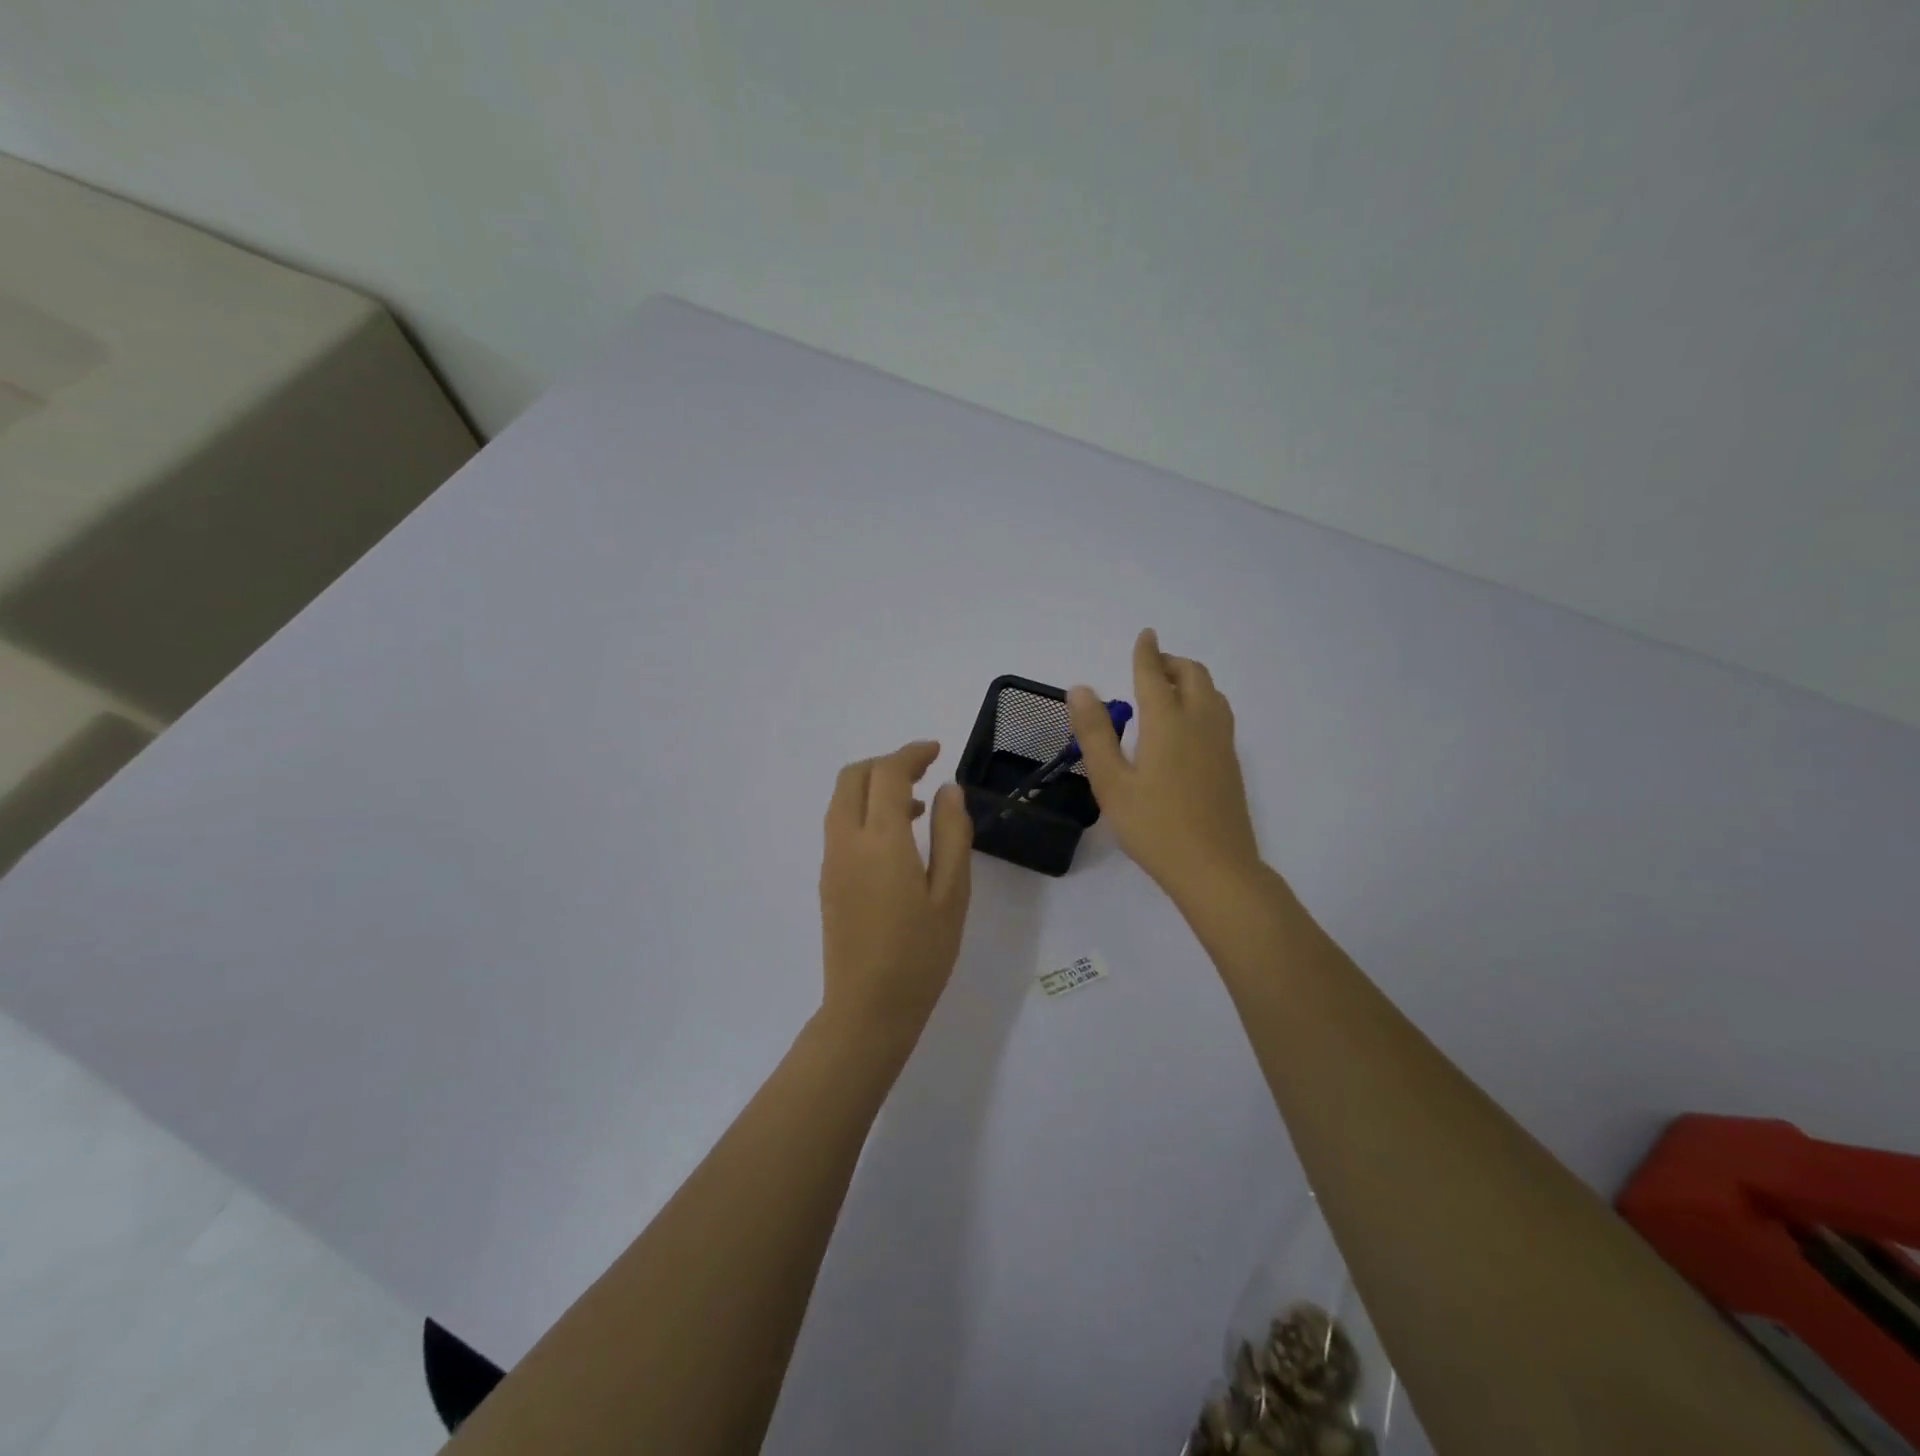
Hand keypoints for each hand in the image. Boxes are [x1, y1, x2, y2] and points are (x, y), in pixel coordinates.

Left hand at [819, 741, 972, 1050]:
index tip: (935, 750)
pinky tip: (896, 838)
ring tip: (916, 805)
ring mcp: (831, 861)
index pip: (887, 773)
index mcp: (880, 840)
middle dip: (886, 763)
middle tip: (922, 769)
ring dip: (873, 786)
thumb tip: (948, 790)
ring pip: (842, 800)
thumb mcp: (952, 894)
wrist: (868, 1009)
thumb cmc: (920, 954)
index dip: (911, 753)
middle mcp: (846, 841)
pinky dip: (864, 810)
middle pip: (853, 777)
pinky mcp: (827, 880)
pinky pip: (840, 825)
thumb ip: (952, 834)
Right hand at [1067, 630, 1262, 900]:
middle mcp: (1200, 723)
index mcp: (1167, 722)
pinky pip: (1219, 713)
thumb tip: (1080, 689)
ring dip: (1191, 679)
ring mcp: (1221, 743)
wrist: (1214, 867)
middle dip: (1171, 662)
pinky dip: (1202, 700)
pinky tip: (1187, 725)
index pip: (1154, 674)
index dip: (1146, 652)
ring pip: (1212, 693)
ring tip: (1168, 690)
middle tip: (1150, 666)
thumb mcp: (1111, 782)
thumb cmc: (1154, 826)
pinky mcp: (1231, 763)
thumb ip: (1095, 733)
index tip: (1144, 634)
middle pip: (1193, 675)